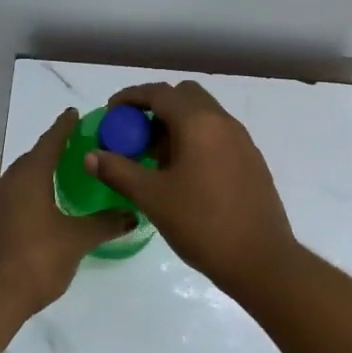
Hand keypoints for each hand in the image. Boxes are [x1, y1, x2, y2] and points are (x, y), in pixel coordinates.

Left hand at [0, 108, 136, 315]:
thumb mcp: (76, 241)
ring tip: (54, 185)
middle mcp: (5, 186)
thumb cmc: (35, 259)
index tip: (73, 113)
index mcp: (29, 179)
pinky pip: (6, 206)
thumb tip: (132, 214)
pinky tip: (34, 219)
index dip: (63, 128)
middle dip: (49, 154)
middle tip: (70, 151)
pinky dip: (22, 204)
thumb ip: (104, 225)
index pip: (50, 143)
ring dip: (34, 181)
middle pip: (30, 162)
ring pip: (16, 185)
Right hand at [86, 80, 297, 292]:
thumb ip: (118, 171)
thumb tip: (91, 156)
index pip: (160, 93)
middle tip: (135, 133)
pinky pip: (218, 135)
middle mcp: (224, 122)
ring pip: (204, 116)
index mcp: (199, 123)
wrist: (260, 259)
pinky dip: (196, 140)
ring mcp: (242, 141)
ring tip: (155, 158)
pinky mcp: (252, 161)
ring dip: (177, 124)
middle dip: (157, 107)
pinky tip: (184, 174)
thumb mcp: (152, 198)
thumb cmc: (201, 224)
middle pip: (186, 96)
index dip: (131, 97)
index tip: (111, 112)